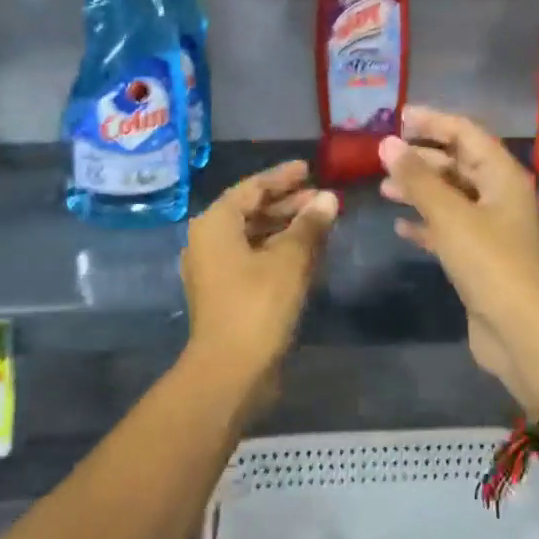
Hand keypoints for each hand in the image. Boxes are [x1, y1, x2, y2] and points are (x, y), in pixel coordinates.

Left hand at [181, 161, 337, 406]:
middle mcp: (208, 242)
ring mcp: (215, 270)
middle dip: (288, 204)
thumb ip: (310, 224)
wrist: (231, 370)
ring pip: (254, 237)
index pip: (251, 188)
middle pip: (251, 211)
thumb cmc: (258, 304)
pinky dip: (279, 251)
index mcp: (215, 224)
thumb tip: (329, 198)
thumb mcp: (290, 259)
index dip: (282, 177)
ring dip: (286, 228)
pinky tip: (308, 253)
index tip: (309, 168)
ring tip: (322, 222)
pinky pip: (255, 259)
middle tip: (322, 198)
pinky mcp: (227, 294)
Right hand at [377, 106, 538, 413]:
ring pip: (452, 197)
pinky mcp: (480, 257)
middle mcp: (500, 196)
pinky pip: (449, 229)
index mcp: (503, 176)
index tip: (398, 116)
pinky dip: (426, 224)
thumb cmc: (489, 263)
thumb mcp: (450, 215)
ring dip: (420, 190)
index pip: (467, 134)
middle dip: (423, 157)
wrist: (519, 330)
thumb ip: (417, 178)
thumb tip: (387, 143)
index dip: (433, 121)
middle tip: (385, 154)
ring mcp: (492, 228)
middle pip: (459, 163)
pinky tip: (400, 228)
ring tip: (384, 188)